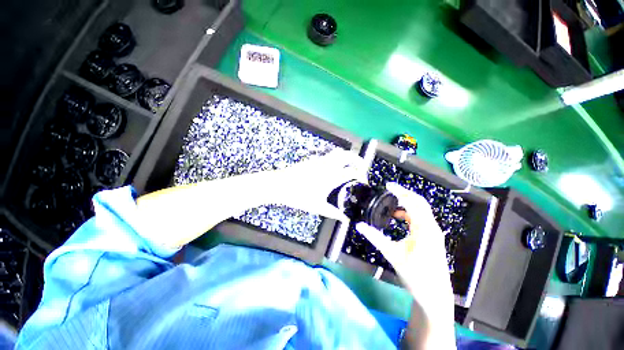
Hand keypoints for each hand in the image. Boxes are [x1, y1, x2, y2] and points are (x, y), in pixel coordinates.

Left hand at [272, 149, 365, 220]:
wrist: (280, 185)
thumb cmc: (299, 196)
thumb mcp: (317, 207)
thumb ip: (333, 213)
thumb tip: (345, 220)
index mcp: (331, 176)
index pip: (352, 172)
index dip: (361, 175)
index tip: (363, 182)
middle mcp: (328, 165)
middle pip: (347, 155)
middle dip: (357, 159)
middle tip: (361, 167)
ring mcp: (320, 161)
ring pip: (337, 153)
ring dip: (347, 157)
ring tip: (349, 167)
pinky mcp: (313, 160)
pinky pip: (329, 156)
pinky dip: (336, 159)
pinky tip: (333, 169)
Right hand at [355, 182, 452, 314]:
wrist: (434, 295)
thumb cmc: (415, 275)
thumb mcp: (392, 254)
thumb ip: (375, 237)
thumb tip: (359, 226)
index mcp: (424, 228)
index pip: (412, 202)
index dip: (400, 191)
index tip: (388, 185)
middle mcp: (431, 227)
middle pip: (419, 203)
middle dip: (405, 194)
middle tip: (390, 190)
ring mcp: (433, 232)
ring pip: (421, 210)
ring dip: (407, 204)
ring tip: (392, 203)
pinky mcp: (432, 237)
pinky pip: (421, 218)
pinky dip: (410, 213)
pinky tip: (399, 217)